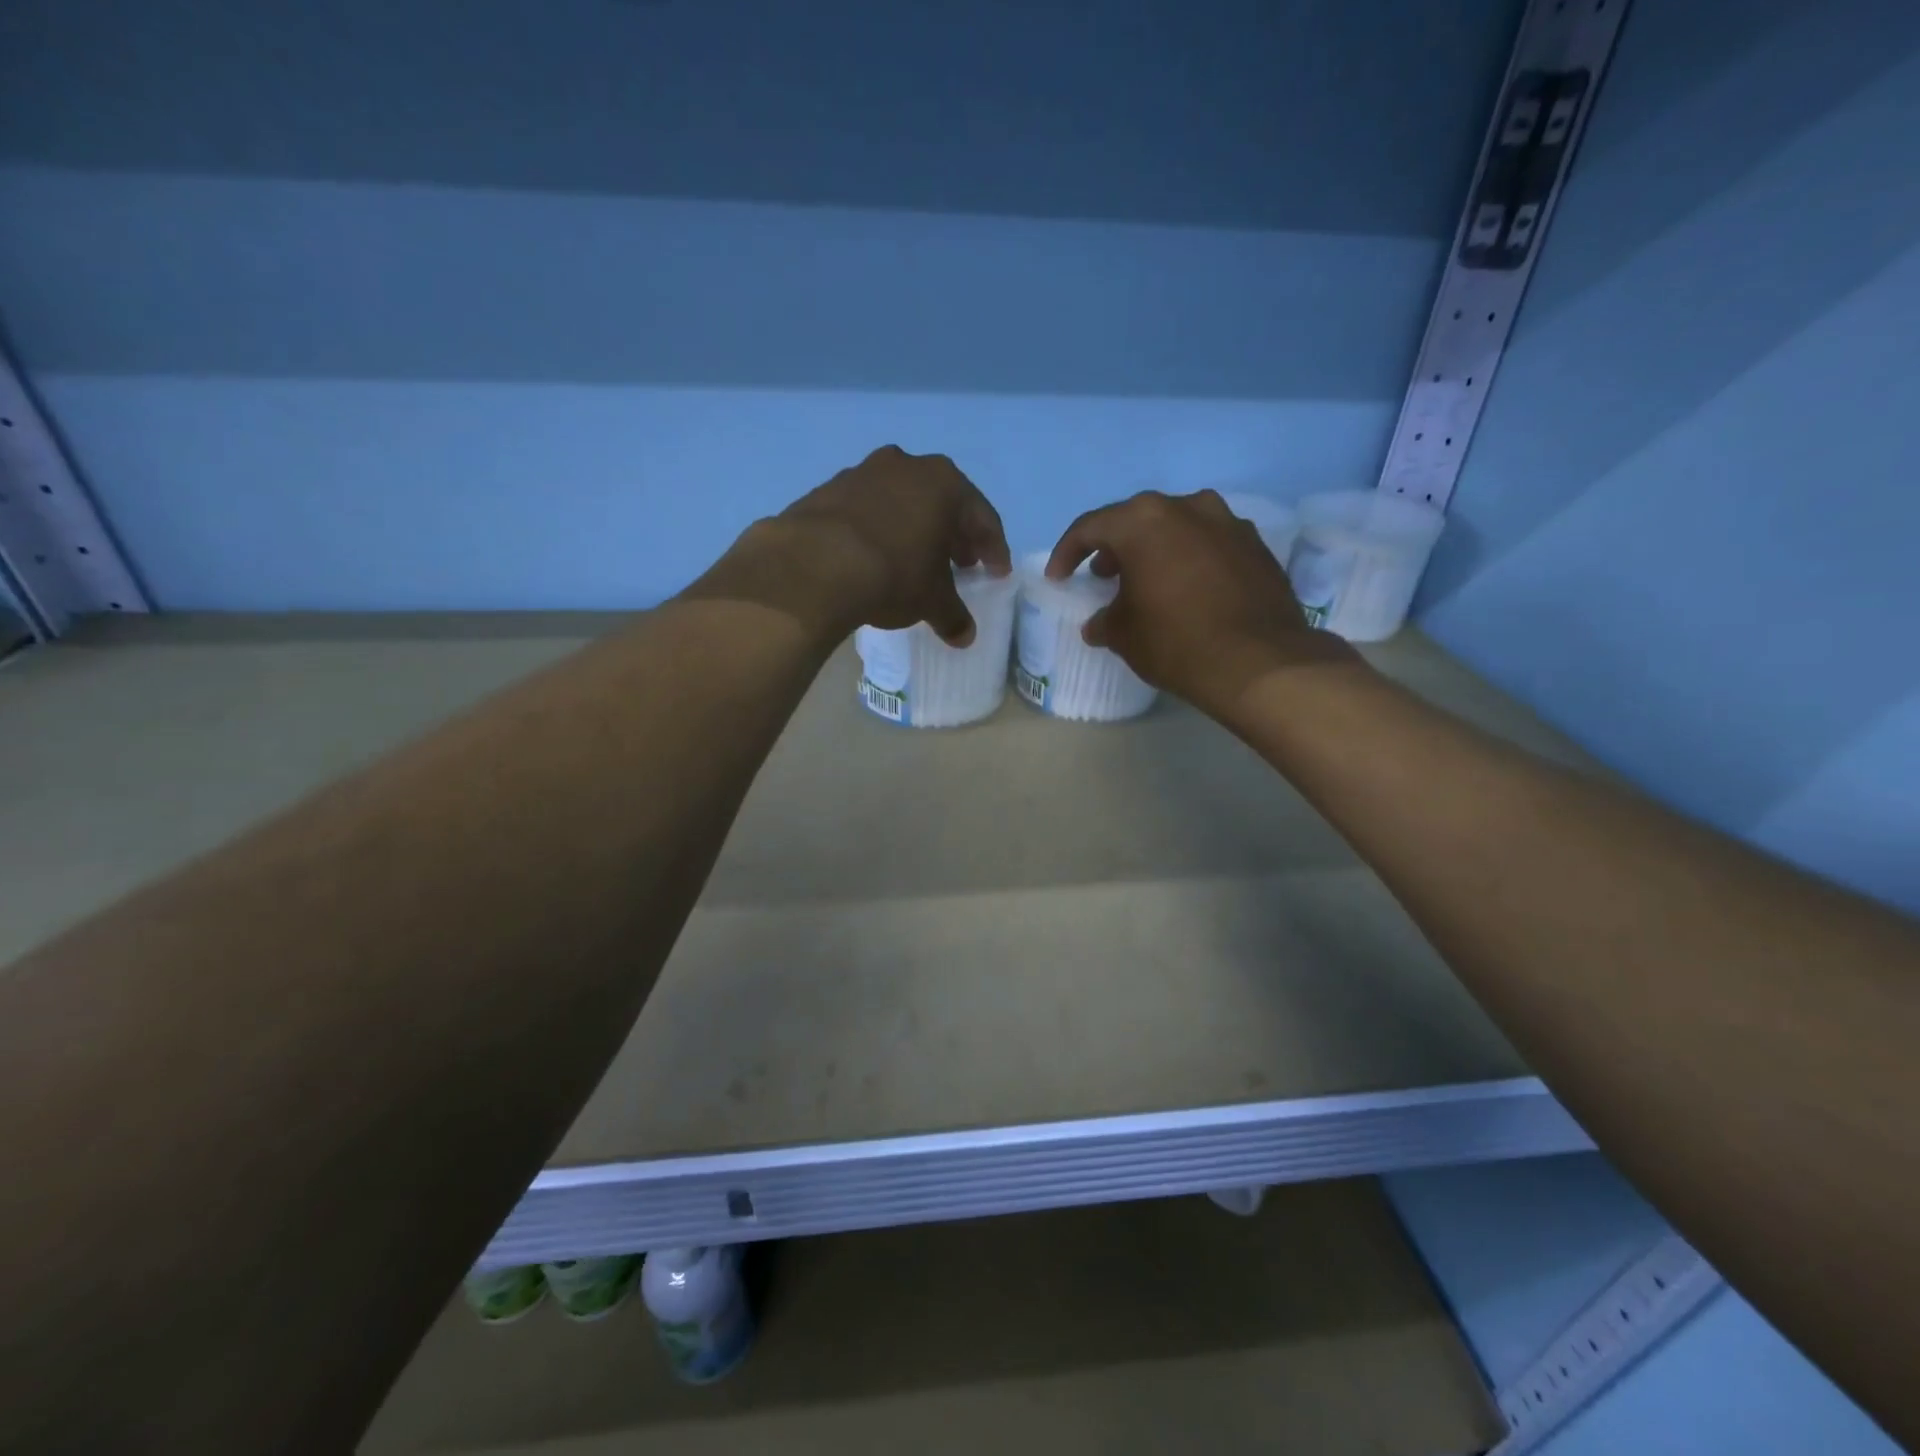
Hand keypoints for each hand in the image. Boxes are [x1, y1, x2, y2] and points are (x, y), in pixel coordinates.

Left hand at [692, 447, 1010, 646]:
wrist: (811, 565)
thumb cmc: (891, 575)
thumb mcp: (931, 601)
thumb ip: (953, 615)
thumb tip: (964, 636)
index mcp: (944, 484)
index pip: (982, 518)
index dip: (993, 549)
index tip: (997, 573)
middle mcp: (906, 466)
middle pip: (942, 503)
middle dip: (954, 536)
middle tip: (961, 565)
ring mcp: (862, 472)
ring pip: (902, 502)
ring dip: (914, 529)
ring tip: (916, 561)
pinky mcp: (827, 489)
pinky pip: (866, 510)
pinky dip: (878, 530)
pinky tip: (874, 556)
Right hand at [1046, 489, 1356, 721]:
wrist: (1258, 661)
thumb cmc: (1175, 641)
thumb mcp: (1124, 635)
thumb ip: (1104, 621)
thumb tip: (1100, 623)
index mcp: (1143, 521)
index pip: (1091, 527)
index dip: (1068, 553)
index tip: (1059, 578)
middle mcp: (1186, 507)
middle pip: (1137, 520)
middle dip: (1115, 547)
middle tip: (1103, 576)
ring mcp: (1227, 521)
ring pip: (1177, 527)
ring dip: (1156, 549)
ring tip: (1147, 581)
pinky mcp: (1255, 544)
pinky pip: (1210, 543)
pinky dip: (1191, 559)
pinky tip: (1188, 589)